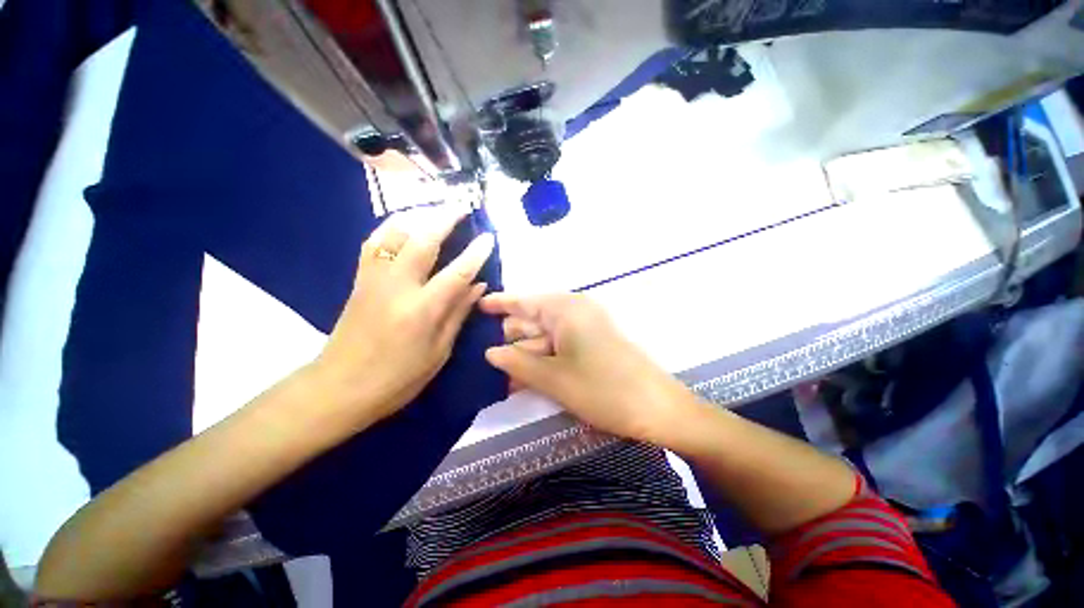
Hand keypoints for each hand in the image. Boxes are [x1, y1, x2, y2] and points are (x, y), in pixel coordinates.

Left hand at [311, 208, 494, 429]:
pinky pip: (374, 243)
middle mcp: (397, 287)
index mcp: (422, 310)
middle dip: (445, 219)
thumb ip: (458, 314)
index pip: (456, 273)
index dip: (475, 253)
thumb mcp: (438, 351)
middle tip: (462, 206)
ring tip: (434, 212)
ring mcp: (374, 280)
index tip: (489, 237)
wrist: (339, 387)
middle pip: (422, 241)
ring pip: (393, 234)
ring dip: (417, 217)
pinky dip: (390, 228)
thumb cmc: (397, 377)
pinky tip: (403, 227)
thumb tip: (478, 286)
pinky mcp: (360, 280)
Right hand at [480, 293, 696, 444]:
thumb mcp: (554, 378)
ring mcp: (586, 328)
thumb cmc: (603, 389)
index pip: (524, 301)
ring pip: (545, 338)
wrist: (659, 409)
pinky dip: (543, 361)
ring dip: (526, 356)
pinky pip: (559, 348)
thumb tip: (490, 352)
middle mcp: (575, 312)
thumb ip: (517, 362)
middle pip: (533, 320)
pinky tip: (526, 378)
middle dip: (510, 340)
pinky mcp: (593, 344)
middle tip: (484, 359)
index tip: (476, 305)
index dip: (499, 303)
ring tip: (501, 376)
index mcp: (566, 309)